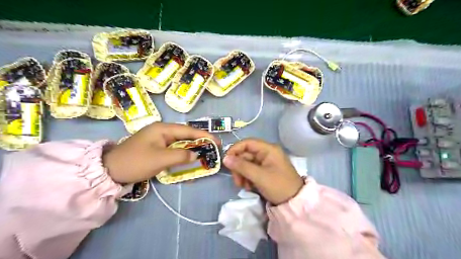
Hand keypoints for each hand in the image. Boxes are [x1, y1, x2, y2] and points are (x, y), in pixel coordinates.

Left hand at [103, 122, 218, 183]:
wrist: (110, 170)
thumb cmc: (136, 162)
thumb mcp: (160, 159)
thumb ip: (181, 156)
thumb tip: (196, 155)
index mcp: (163, 129)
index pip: (188, 130)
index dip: (204, 135)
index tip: (217, 142)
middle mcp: (162, 131)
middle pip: (186, 135)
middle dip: (200, 141)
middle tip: (213, 149)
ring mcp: (159, 139)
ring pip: (181, 142)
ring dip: (192, 148)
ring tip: (205, 153)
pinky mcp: (157, 148)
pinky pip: (174, 149)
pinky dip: (183, 154)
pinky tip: (189, 159)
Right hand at [225, 139, 304, 205]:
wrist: (294, 202)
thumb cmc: (279, 186)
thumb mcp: (259, 176)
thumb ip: (241, 166)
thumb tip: (225, 158)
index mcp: (268, 149)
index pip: (247, 143)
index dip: (235, 150)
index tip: (226, 161)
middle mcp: (266, 153)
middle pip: (245, 154)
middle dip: (239, 167)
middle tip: (237, 181)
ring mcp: (266, 162)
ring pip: (247, 163)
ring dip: (242, 174)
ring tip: (244, 186)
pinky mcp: (265, 171)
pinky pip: (251, 170)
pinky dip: (247, 178)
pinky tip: (249, 187)